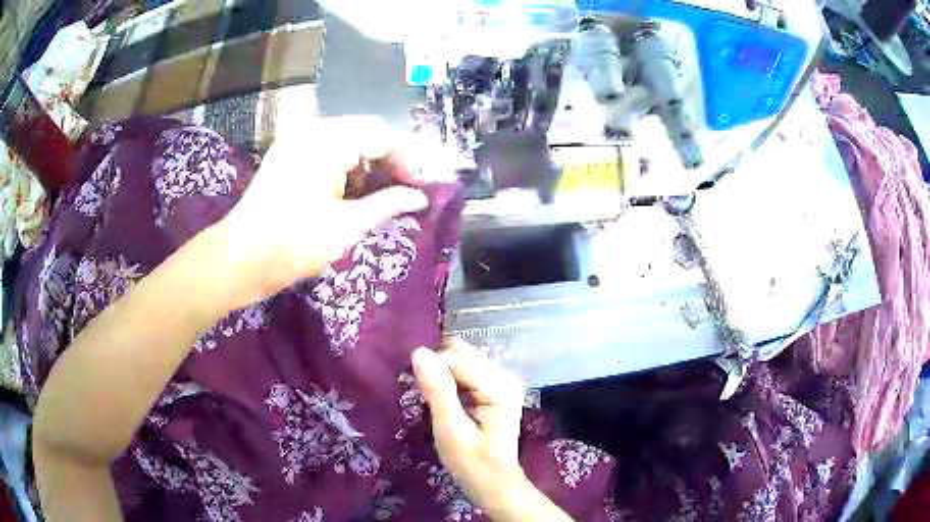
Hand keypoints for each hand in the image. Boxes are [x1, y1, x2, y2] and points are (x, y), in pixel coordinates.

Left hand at [215, 117, 429, 307]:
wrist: (239, 259)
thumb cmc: (293, 243)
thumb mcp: (346, 226)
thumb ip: (387, 205)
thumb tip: (420, 198)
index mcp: (327, 140)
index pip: (382, 137)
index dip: (408, 161)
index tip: (423, 187)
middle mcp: (312, 130)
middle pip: (366, 133)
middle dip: (391, 160)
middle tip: (407, 189)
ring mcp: (297, 141)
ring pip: (348, 141)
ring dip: (369, 163)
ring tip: (384, 193)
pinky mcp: (288, 155)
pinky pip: (328, 150)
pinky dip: (347, 166)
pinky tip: (355, 190)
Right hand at [412, 338, 528, 514]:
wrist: (494, 483)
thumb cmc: (472, 463)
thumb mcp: (451, 431)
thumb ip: (438, 391)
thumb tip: (419, 352)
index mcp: (499, 385)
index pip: (456, 358)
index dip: (432, 369)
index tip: (416, 390)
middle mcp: (504, 375)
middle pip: (461, 354)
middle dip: (436, 368)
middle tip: (421, 394)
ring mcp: (500, 380)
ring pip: (460, 360)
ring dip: (440, 374)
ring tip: (430, 398)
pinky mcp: (493, 388)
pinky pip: (464, 372)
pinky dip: (448, 381)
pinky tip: (441, 399)